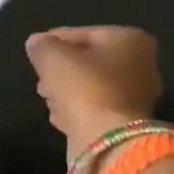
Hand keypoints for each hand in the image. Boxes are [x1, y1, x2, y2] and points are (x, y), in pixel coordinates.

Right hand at [24, 26, 162, 154]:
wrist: (106, 140)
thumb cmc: (83, 88)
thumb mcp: (53, 59)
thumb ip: (42, 47)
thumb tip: (36, 43)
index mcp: (130, 39)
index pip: (82, 33)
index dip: (53, 41)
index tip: (33, 52)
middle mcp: (140, 64)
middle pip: (89, 61)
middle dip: (61, 69)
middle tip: (40, 79)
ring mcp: (135, 96)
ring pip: (90, 86)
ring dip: (66, 91)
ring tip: (46, 98)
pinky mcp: (125, 123)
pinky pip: (94, 108)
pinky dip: (77, 110)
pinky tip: (60, 116)